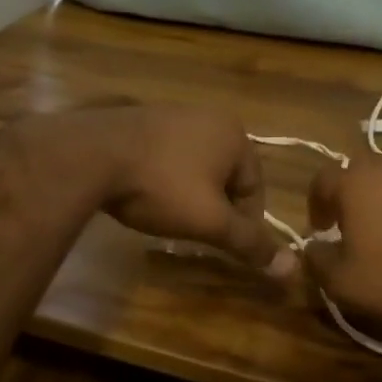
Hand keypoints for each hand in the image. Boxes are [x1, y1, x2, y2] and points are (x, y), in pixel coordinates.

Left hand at [31, 105, 294, 276]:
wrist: (90, 155)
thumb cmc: (161, 187)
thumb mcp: (210, 221)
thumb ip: (250, 243)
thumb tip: (292, 269)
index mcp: (234, 134)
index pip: (256, 187)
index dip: (244, 223)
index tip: (223, 245)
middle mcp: (208, 115)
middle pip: (226, 175)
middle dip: (215, 206)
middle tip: (196, 232)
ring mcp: (171, 112)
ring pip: (194, 165)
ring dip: (189, 192)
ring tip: (168, 216)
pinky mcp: (138, 117)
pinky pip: (165, 154)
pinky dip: (162, 176)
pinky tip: (143, 193)